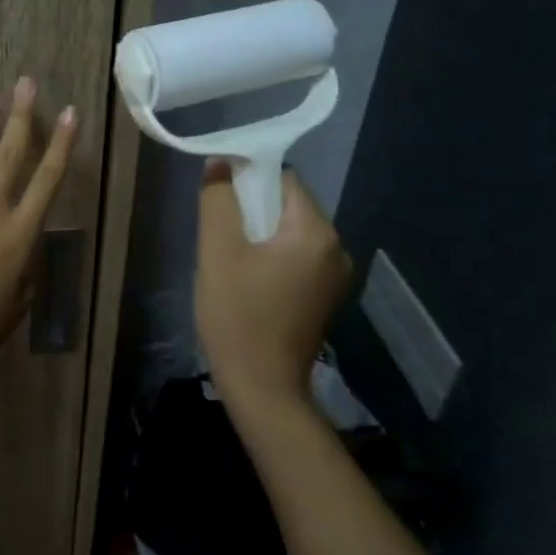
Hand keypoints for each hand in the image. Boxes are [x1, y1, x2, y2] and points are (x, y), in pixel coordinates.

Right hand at [195, 159, 354, 411]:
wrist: (263, 390)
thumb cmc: (238, 316)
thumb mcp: (218, 252)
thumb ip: (218, 201)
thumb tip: (220, 164)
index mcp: (317, 233)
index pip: (284, 180)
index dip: (248, 181)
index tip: (220, 200)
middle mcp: (337, 249)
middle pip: (289, 206)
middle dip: (253, 210)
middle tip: (220, 234)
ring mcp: (335, 277)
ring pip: (290, 233)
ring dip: (260, 235)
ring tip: (230, 259)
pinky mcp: (325, 297)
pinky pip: (296, 258)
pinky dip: (272, 257)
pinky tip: (248, 280)